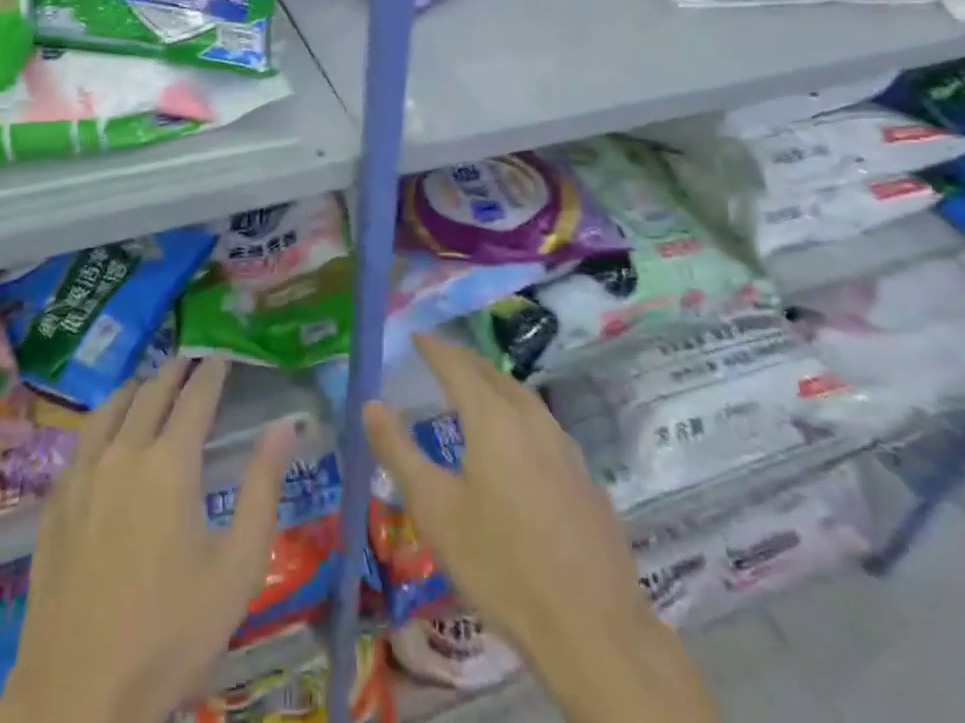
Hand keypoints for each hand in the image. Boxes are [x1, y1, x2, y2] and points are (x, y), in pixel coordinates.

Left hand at [0, 359, 296, 722]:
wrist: (76, 698)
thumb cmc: (169, 634)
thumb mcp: (237, 567)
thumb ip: (263, 488)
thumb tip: (284, 426)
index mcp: (170, 464)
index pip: (196, 396)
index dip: (212, 371)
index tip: (224, 353)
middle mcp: (124, 453)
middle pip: (151, 393)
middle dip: (175, 372)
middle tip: (191, 360)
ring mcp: (82, 476)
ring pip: (110, 409)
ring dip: (136, 389)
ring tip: (150, 384)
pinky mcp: (55, 503)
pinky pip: (81, 441)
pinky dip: (102, 421)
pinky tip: (105, 434)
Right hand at [364, 333, 719, 722]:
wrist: (593, 628)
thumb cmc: (501, 564)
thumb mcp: (435, 510)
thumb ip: (398, 451)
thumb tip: (371, 403)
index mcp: (492, 416)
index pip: (456, 364)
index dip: (433, 347)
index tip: (415, 335)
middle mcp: (530, 417)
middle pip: (491, 374)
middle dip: (462, 360)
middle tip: (439, 357)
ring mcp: (563, 445)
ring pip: (522, 396)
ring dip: (493, 385)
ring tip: (473, 390)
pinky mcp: (584, 475)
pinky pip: (542, 425)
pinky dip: (518, 415)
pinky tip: (515, 442)